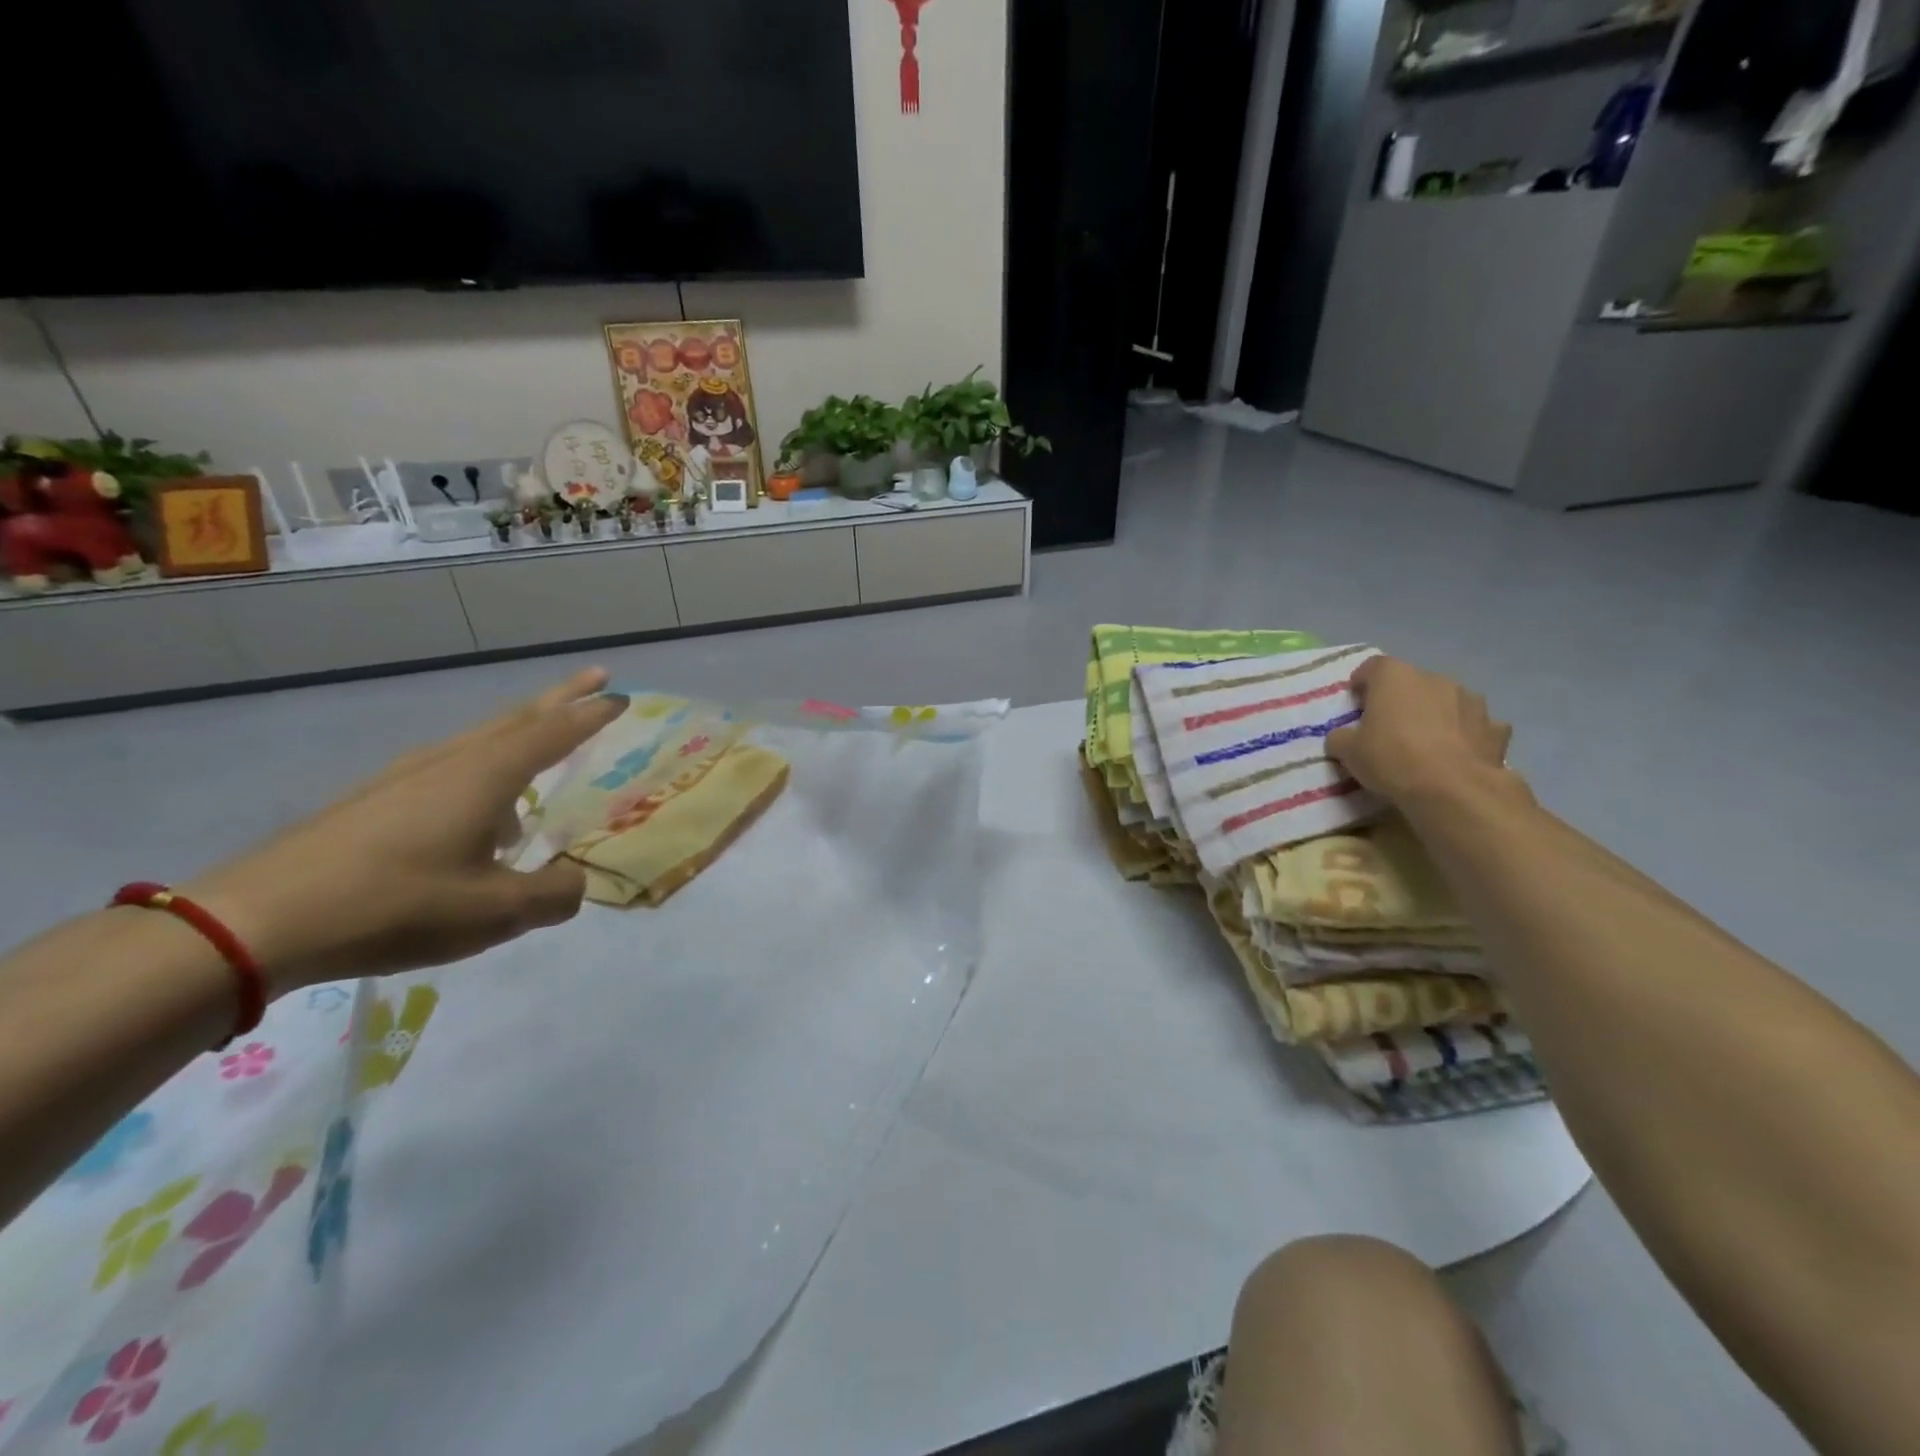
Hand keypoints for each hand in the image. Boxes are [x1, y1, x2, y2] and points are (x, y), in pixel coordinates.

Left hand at [183, 668, 626, 994]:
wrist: (256, 920)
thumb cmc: (395, 905)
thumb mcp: (495, 913)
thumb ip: (554, 895)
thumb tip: (576, 880)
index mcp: (486, 777)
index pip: (554, 733)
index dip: (592, 715)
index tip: (622, 696)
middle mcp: (450, 763)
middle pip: (517, 718)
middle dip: (561, 698)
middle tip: (595, 679)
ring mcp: (405, 776)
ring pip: (480, 740)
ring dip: (521, 733)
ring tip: (544, 761)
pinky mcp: (373, 799)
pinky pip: (449, 768)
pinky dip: (483, 770)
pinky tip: (478, 817)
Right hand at [1325, 657, 1516, 808]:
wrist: (1453, 789)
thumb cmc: (1391, 759)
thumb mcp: (1348, 751)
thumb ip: (1341, 737)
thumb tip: (1343, 737)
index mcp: (1395, 677)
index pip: (1373, 667)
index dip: (1362, 683)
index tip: (1356, 703)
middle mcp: (1435, 679)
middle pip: (1412, 683)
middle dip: (1400, 700)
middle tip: (1387, 727)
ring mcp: (1471, 700)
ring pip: (1447, 701)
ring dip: (1436, 714)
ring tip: (1425, 743)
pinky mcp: (1496, 727)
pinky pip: (1475, 725)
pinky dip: (1466, 735)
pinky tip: (1457, 755)